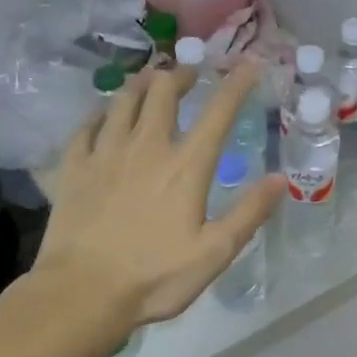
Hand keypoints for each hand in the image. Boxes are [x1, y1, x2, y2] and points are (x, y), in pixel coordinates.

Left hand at [36, 63, 281, 330]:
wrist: (82, 293)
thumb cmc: (155, 277)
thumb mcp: (215, 253)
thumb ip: (249, 212)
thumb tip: (282, 179)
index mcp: (186, 166)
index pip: (218, 112)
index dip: (237, 84)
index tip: (250, 64)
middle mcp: (146, 147)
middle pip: (163, 92)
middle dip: (180, 74)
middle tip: (189, 74)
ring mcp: (105, 153)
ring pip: (124, 100)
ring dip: (141, 84)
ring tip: (150, 81)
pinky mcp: (74, 167)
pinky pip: (87, 125)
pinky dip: (101, 112)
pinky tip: (104, 115)